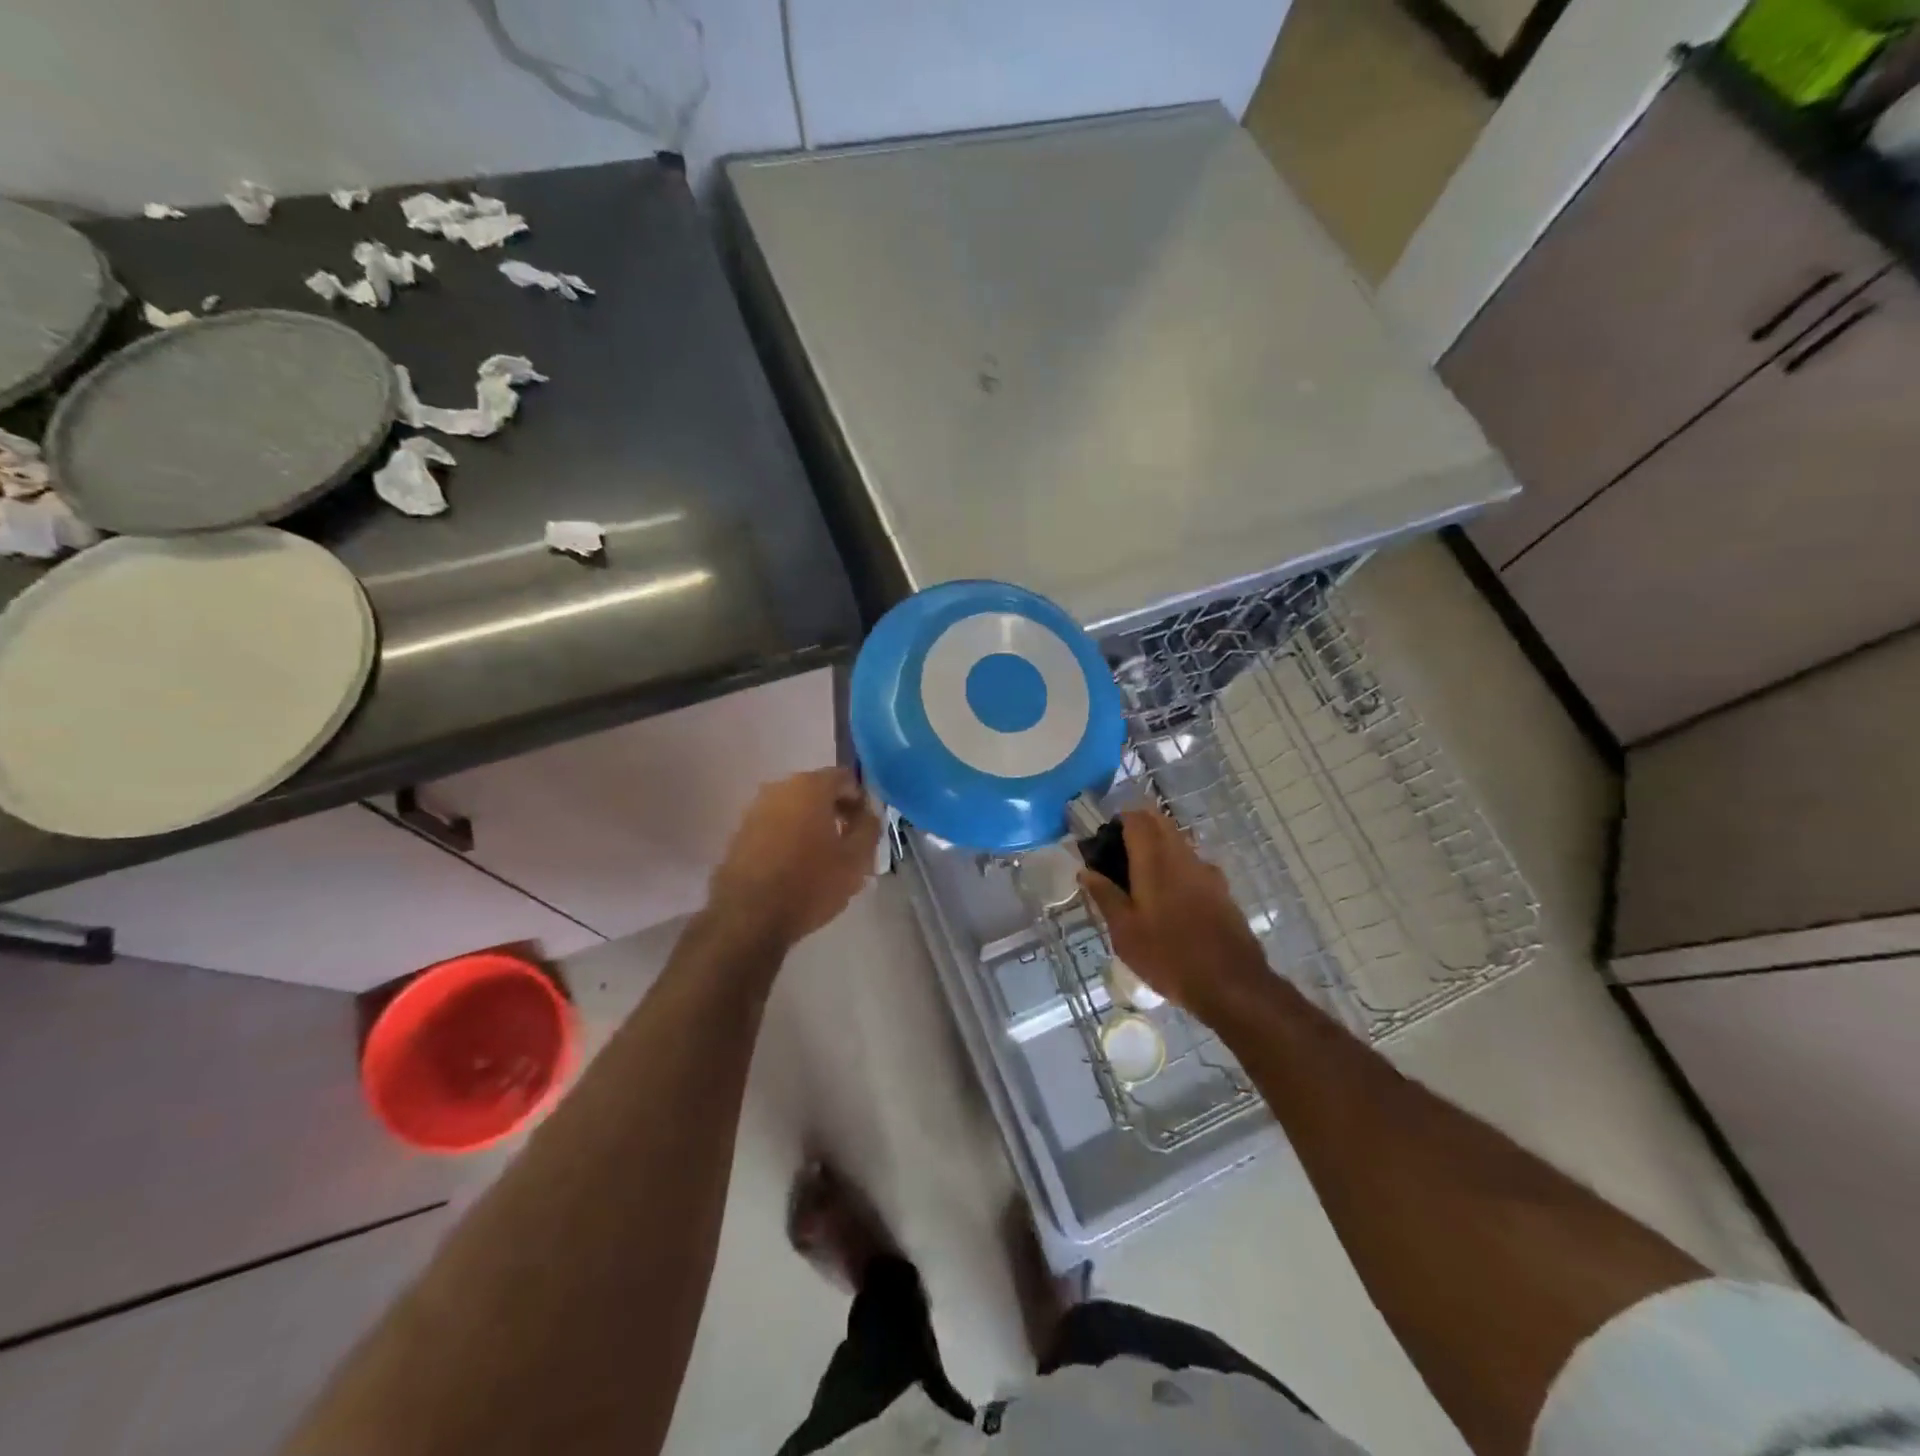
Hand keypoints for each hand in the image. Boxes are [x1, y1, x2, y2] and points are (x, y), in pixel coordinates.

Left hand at [708, 768, 880, 946]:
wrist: (748, 917)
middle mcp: (779, 788)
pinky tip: (796, 868)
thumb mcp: (855, 860)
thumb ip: (869, 829)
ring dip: (812, 827)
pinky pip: (775, 827)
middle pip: (818, 792)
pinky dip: (790, 839)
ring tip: (823, 860)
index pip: (845, 779)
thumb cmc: (809, 883)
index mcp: (810, 786)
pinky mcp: (740, 833)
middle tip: (849, 844)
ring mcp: (755, 810)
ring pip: (795, 811)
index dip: (861, 801)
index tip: (866, 828)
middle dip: (836, 813)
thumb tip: (868, 815)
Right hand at [1079, 810, 1268, 1014]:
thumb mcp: (1125, 931)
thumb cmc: (1168, 956)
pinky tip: (1168, 900)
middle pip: (1160, 823)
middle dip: (1139, 828)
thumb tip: (1085, 871)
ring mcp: (1207, 871)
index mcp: (1154, 860)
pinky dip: (1176, 867)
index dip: (1118, 821)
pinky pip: (1192, 864)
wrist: (1231, 984)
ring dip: (1158, 846)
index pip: (1136, 818)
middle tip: (1119, 856)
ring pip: (1178, 842)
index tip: (1104, 840)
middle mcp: (1182, 856)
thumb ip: (1105, 895)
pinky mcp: (1221, 889)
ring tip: (1140, 879)